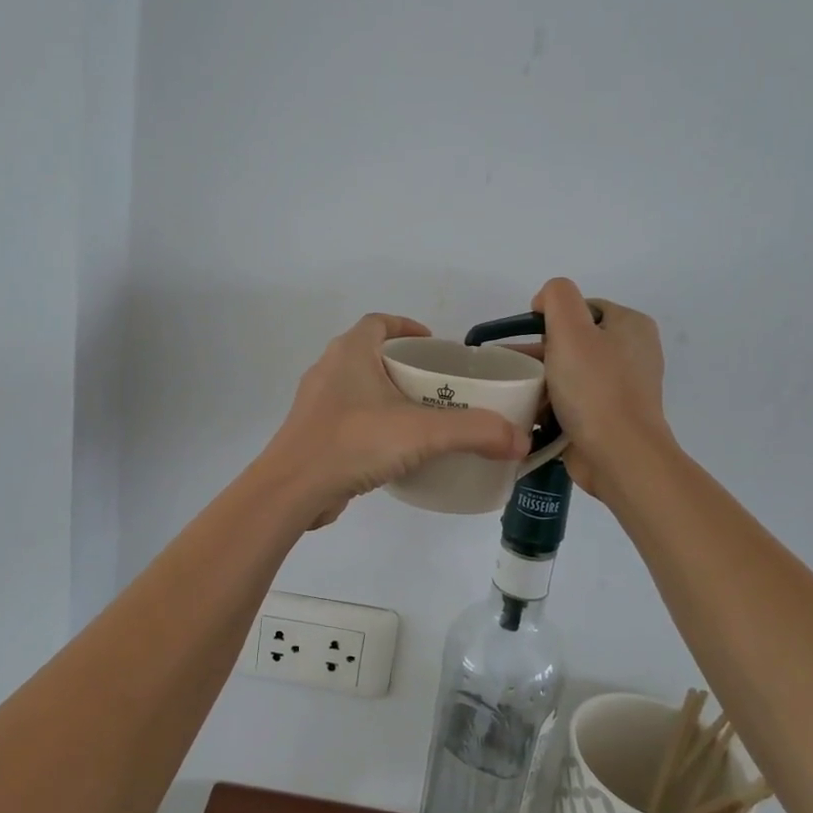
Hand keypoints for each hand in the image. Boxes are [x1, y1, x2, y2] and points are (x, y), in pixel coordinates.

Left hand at [262, 313, 529, 528]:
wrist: (292, 490)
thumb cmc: (353, 443)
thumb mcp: (422, 433)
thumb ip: (474, 432)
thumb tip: (519, 440)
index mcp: (349, 353)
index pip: (378, 322)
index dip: (406, 326)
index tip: (433, 344)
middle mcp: (329, 370)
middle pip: (371, 355)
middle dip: (404, 366)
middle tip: (439, 385)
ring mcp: (317, 404)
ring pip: (359, 388)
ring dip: (388, 396)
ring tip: (423, 417)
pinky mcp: (314, 435)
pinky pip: (350, 419)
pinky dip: (373, 424)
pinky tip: (396, 449)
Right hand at [530, 278, 675, 502]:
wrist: (619, 456)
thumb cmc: (595, 388)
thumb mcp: (571, 328)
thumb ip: (557, 297)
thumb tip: (545, 302)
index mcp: (631, 326)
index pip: (581, 307)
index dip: (551, 317)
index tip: (529, 338)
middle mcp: (632, 353)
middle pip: (574, 340)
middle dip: (540, 352)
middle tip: (512, 367)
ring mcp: (623, 388)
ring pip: (570, 372)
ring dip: (541, 380)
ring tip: (513, 391)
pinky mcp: (610, 418)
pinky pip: (574, 401)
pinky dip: (552, 404)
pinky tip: (530, 412)